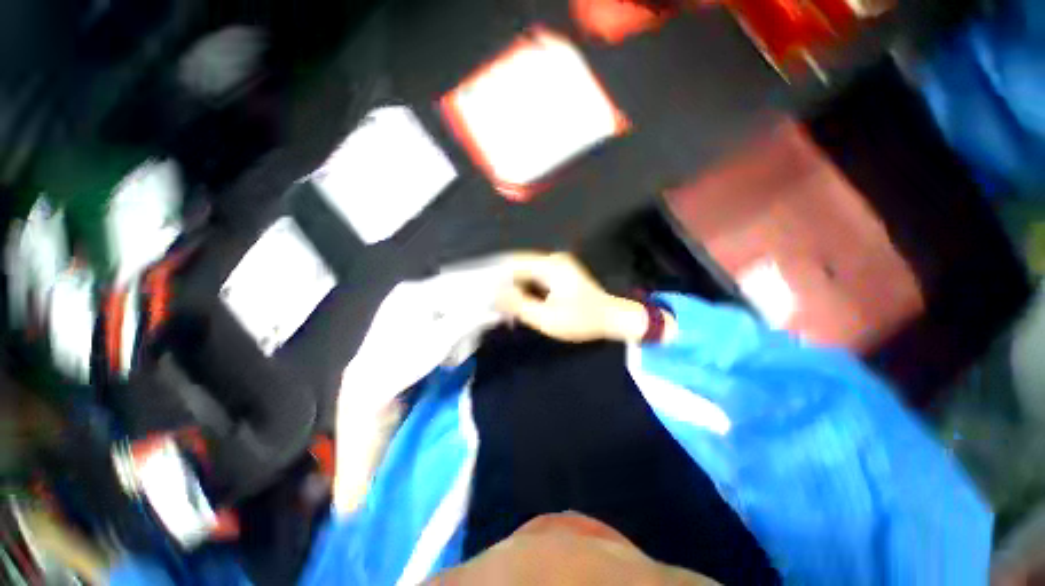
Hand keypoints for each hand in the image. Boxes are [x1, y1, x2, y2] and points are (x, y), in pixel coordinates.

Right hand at [496, 252, 666, 342]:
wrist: (612, 319)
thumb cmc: (582, 320)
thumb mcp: (547, 318)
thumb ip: (520, 305)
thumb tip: (496, 293)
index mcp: (550, 265)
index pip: (514, 263)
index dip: (496, 275)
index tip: (481, 289)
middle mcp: (553, 260)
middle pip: (519, 267)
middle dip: (504, 283)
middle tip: (490, 300)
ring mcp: (557, 266)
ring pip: (526, 273)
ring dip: (514, 287)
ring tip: (501, 304)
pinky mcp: (559, 274)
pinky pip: (535, 278)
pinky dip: (525, 289)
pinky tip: (518, 302)